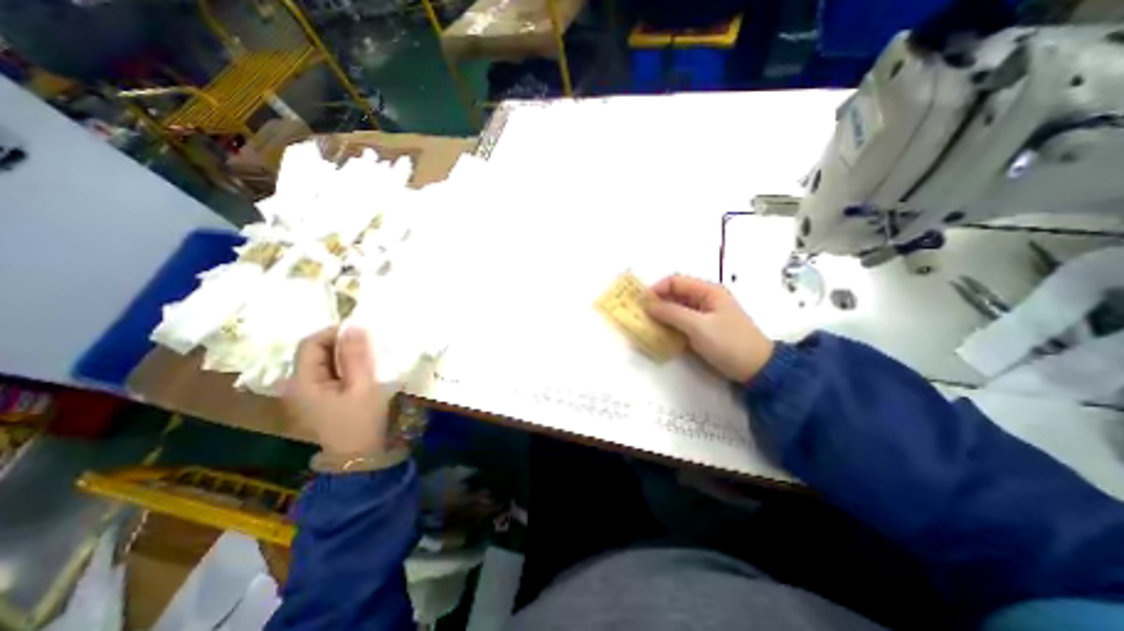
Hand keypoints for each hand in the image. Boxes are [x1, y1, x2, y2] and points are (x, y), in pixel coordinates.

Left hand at [285, 327, 389, 454]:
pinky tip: (363, 370)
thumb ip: (357, 355)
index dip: (334, 332)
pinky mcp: (319, 398)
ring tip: (370, 355)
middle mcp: (298, 384)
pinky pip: (330, 372)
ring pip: (324, 361)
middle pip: (315, 351)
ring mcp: (307, 393)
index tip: (363, 331)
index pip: (310, 343)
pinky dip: (346, 365)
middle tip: (371, 344)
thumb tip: (354, 324)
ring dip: (346, 354)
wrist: (359, 456)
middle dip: (342, 343)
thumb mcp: (363, 386)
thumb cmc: (361, 421)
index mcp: (302, 382)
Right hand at [645, 273, 778, 381]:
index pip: (675, 282)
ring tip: (646, 324)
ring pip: (676, 310)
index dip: (656, 289)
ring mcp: (704, 315)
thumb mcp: (698, 326)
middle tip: (640, 314)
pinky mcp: (702, 330)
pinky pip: (681, 323)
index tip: (640, 302)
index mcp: (708, 291)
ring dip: (662, 316)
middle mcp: (705, 299)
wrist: (756, 369)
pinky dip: (669, 326)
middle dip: (657, 303)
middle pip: (675, 295)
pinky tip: (659, 334)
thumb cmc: (728, 343)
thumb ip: (672, 313)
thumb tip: (648, 306)